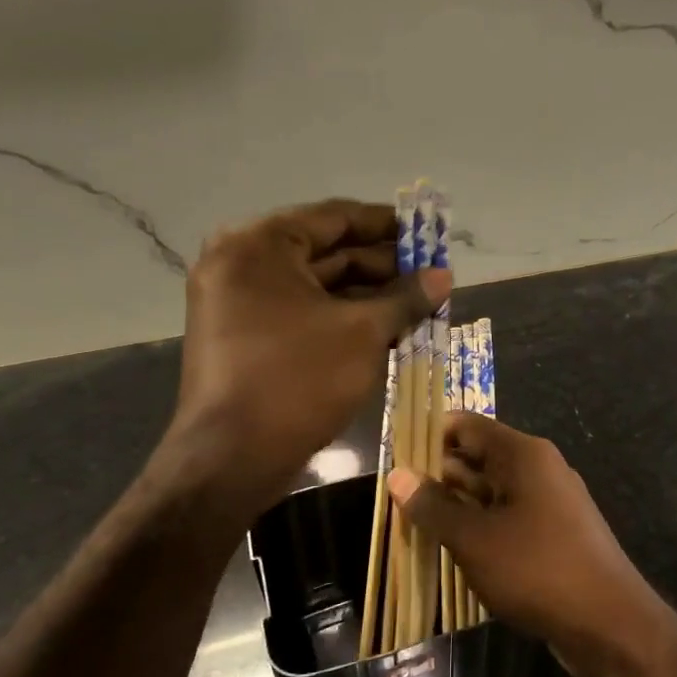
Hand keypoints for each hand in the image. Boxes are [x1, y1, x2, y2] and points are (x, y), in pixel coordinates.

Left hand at [160, 199, 448, 513]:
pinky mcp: (244, 337)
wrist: (232, 459)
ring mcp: (238, 303)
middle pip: (326, 252)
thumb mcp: (363, 333)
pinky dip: (342, 318)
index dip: (386, 225)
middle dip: (382, 266)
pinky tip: (387, 329)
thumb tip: (444, 277)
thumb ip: (405, 298)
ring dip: (367, 295)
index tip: (425, 232)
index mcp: (259, 245)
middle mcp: (241, 263)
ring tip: (418, 305)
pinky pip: (302, 313)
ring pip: (317, 287)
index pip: (335, 217)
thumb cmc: (298, 380)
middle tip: (430, 275)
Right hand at [389, 416, 676, 676]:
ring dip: (455, 506)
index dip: (430, 435)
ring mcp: (550, 502)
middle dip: (437, 475)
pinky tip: (451, 549)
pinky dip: (479, 528)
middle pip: (479, 458)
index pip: (468, 426)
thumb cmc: (538, 570)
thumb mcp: (475, 539)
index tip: (394, 456)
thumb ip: (434, 506)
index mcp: (524, 455)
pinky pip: (508, 518)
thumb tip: (398, 474)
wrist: (609, 623)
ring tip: (410, 523)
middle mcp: (539, 469)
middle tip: (392, 497)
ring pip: (491, 492)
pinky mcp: (554, 534)